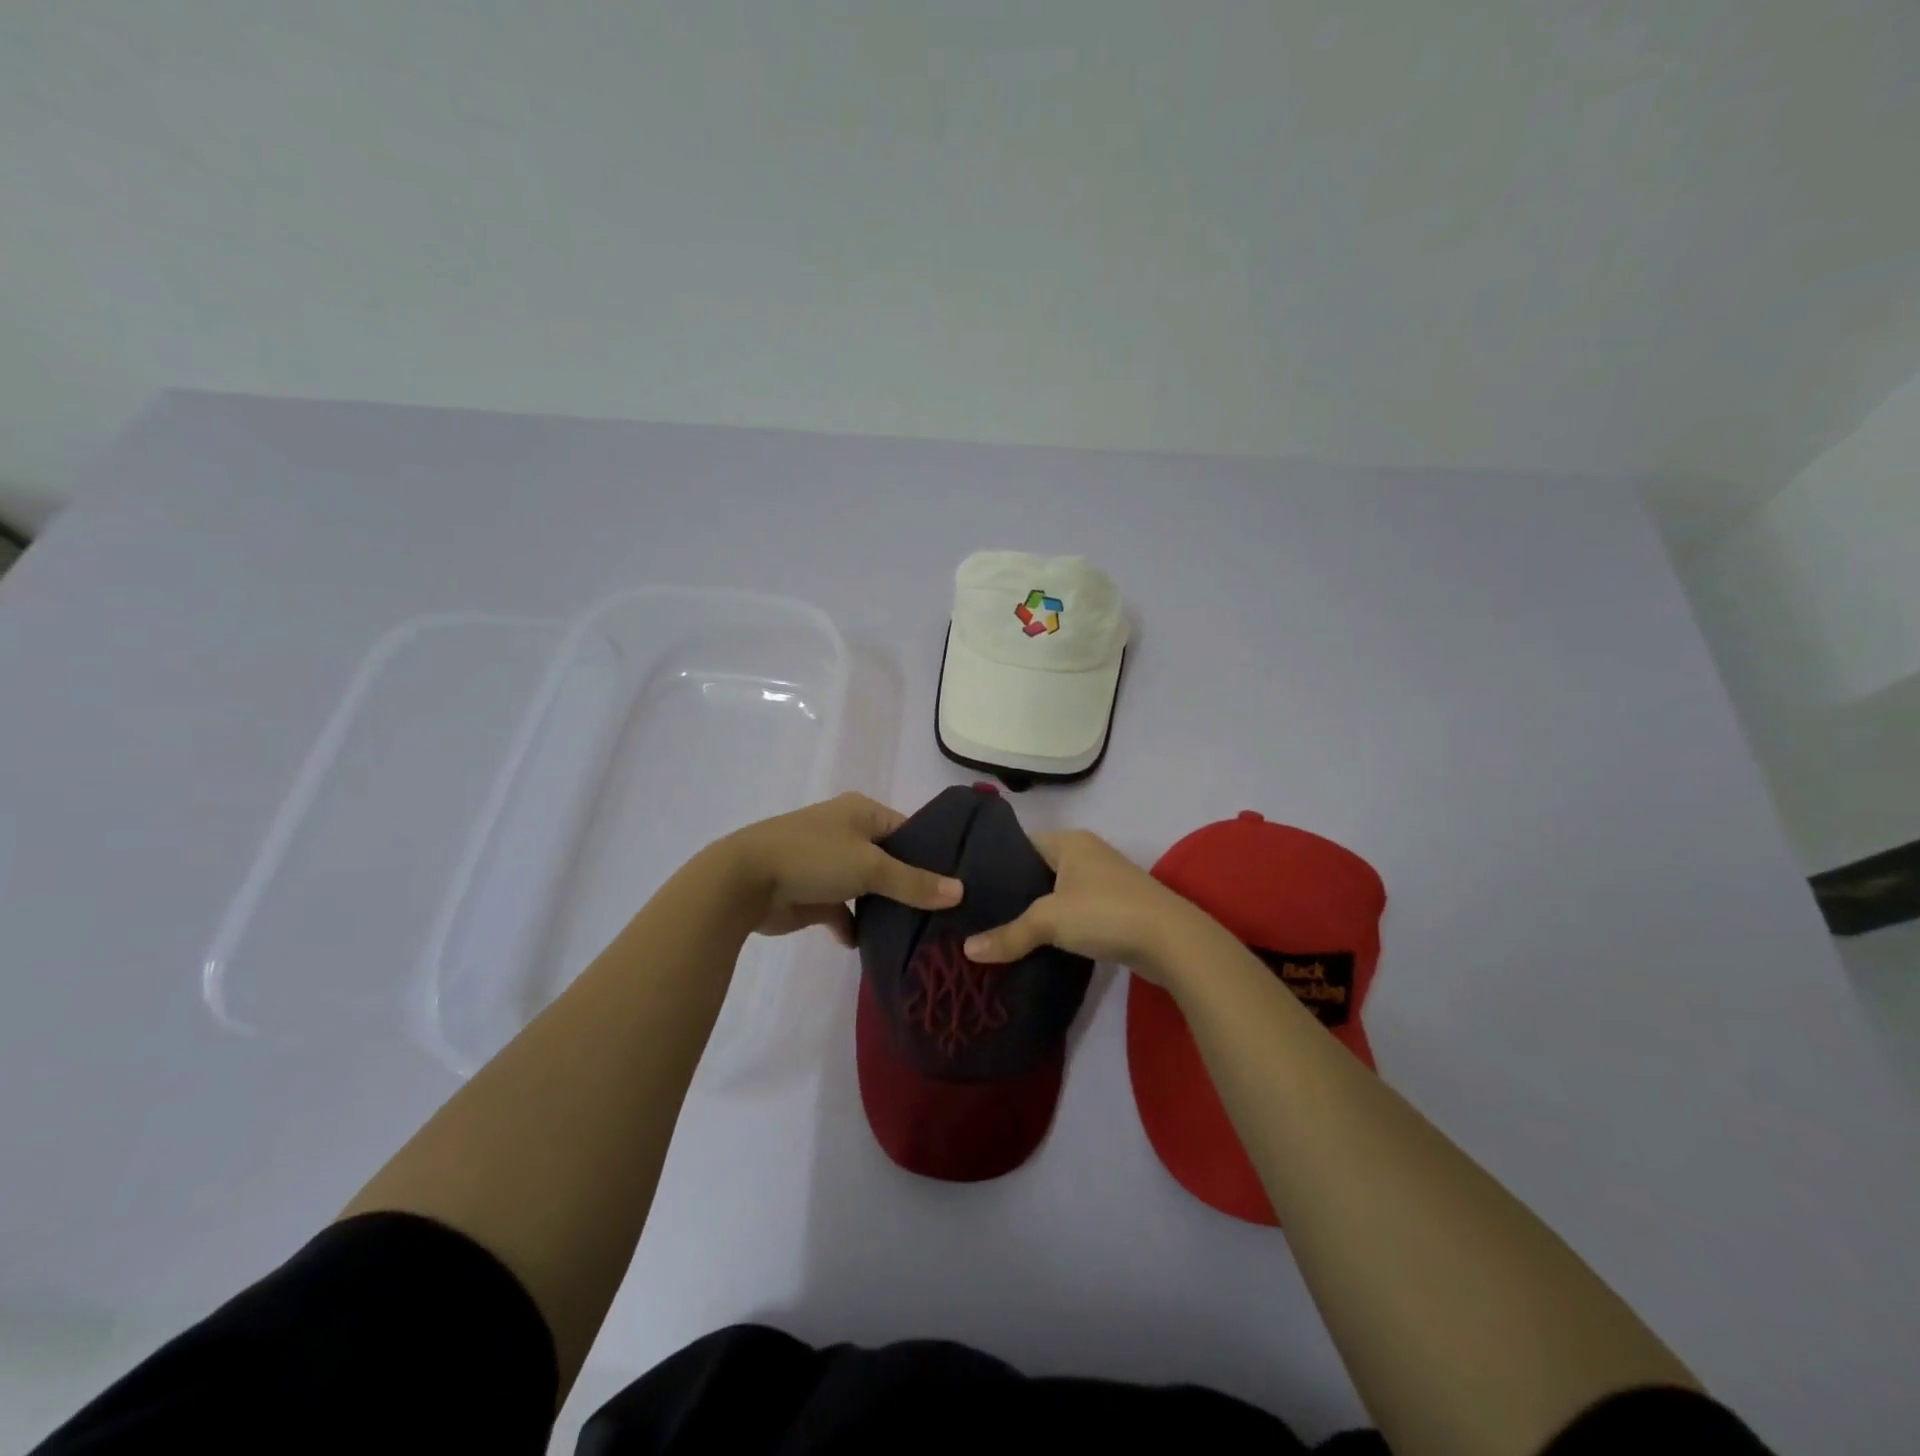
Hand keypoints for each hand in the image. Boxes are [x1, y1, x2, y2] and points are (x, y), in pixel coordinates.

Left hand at [717, 792, 962, 944]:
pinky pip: (844, 912)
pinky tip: (868, 945)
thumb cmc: (813, 858)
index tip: (960, 881)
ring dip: (884, 909)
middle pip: (891, 861)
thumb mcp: (870, 866)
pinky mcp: (814, 896)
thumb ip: (914, 882)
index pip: (910, 830)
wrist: (744, 882)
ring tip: (920, 932)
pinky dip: (854, 927)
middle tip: (947, 913)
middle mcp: (848, 834)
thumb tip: (960, 891)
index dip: (933, 854)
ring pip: (868, 888)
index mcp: (862, 812)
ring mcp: (829, 865)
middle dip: (912, 886)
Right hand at [961, 829, 1214, 982]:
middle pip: (1037, 869)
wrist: (1172, 941)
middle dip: (1012, 892)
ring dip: (1036, 911)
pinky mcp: (1115, 908)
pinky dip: (1058, 925)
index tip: (968, 887)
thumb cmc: (1105, 913)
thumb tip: (967, 950)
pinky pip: (1074, 911)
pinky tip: (1036, 943)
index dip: (994, 862)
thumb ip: (1009, 934)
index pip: (1020, 844)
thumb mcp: (1049, 921)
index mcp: (1069, 841)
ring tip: (999, 930)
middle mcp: (1086, 854)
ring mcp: (1103, 881)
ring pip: (1056, 893)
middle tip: (977, 913)